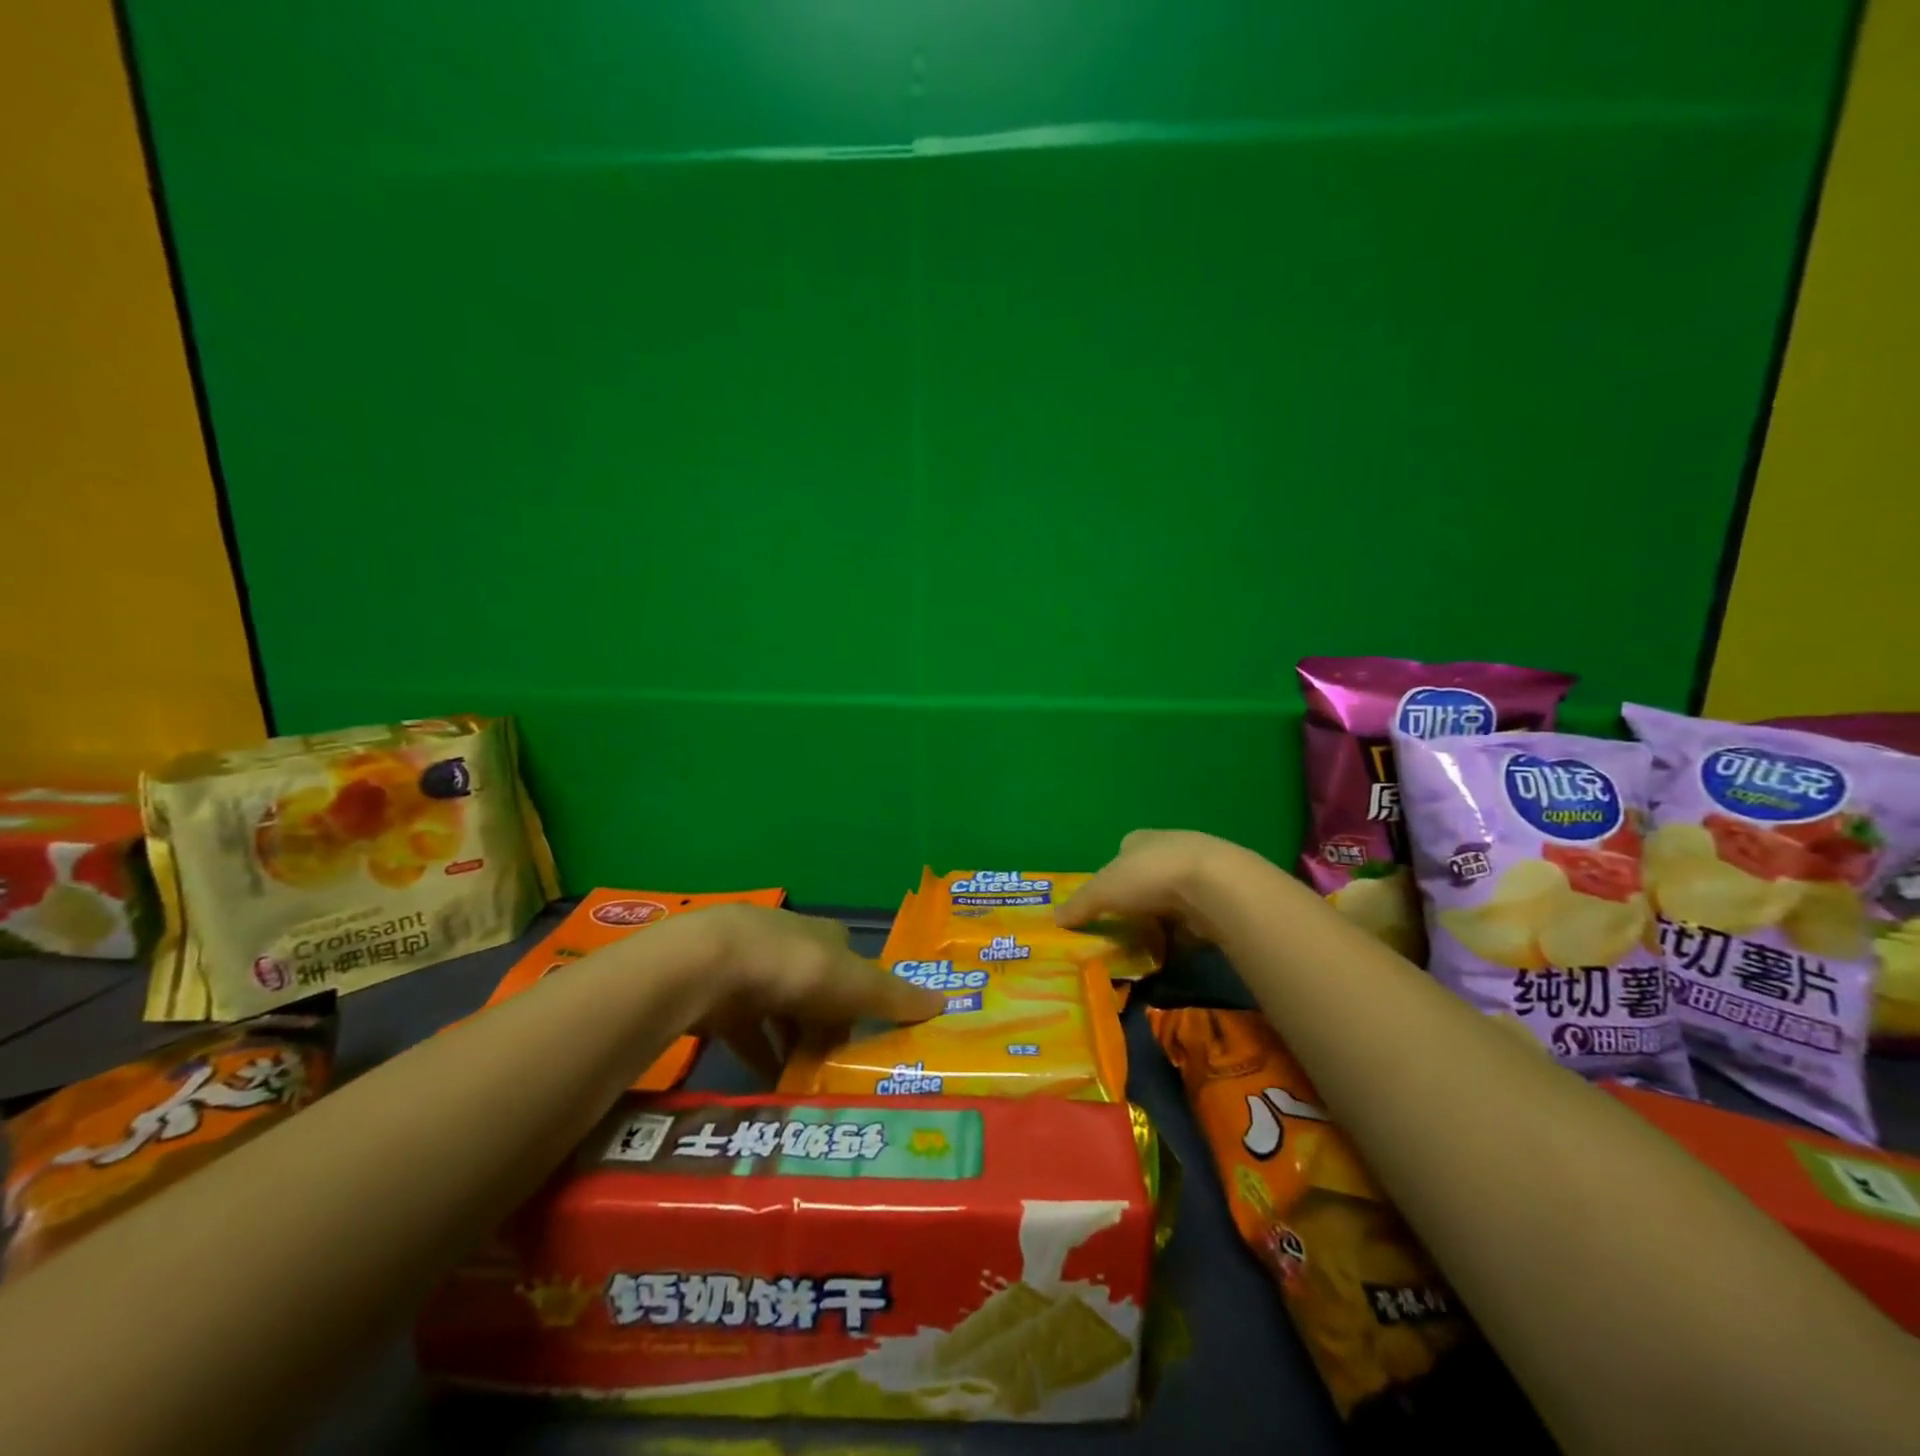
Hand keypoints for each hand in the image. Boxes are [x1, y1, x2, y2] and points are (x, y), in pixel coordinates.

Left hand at [684, 905, 943, 1078]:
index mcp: (825, 936)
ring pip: (781, 1011)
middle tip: (841, 1066)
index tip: (872, 1030)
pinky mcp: (720, 999)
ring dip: (795, 1042)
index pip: (851, 962)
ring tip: (810, 1083)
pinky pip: (748, 1033)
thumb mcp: (855, 984)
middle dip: (828, 1024)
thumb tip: (946, 1001)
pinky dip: (760, 1056)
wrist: (713, 966)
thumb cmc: (797, 968)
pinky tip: (770, 1085)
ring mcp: (750, 970)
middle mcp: (789, 946)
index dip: (863, 993)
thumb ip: (895, 997)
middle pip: (817, 989)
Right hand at [1055, 829, 1276, 945]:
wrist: (1215, 886)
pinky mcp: (1221, 897)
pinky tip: (1178, 948)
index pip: (1123, 852)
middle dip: (1139, 899)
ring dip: (1164, 917)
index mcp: (1141, 840)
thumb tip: (1054, 918)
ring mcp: (1200, 872)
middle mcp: (1171, 848)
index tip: (1107, 900)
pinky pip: (1196, 918)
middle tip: (1126, 926)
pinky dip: (1186, 933)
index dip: (1114, 875)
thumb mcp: (1103, 890)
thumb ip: (1080, 905)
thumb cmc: (1150, 878)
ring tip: (1150, 942)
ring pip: (1174, 897)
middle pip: (1149, 875)